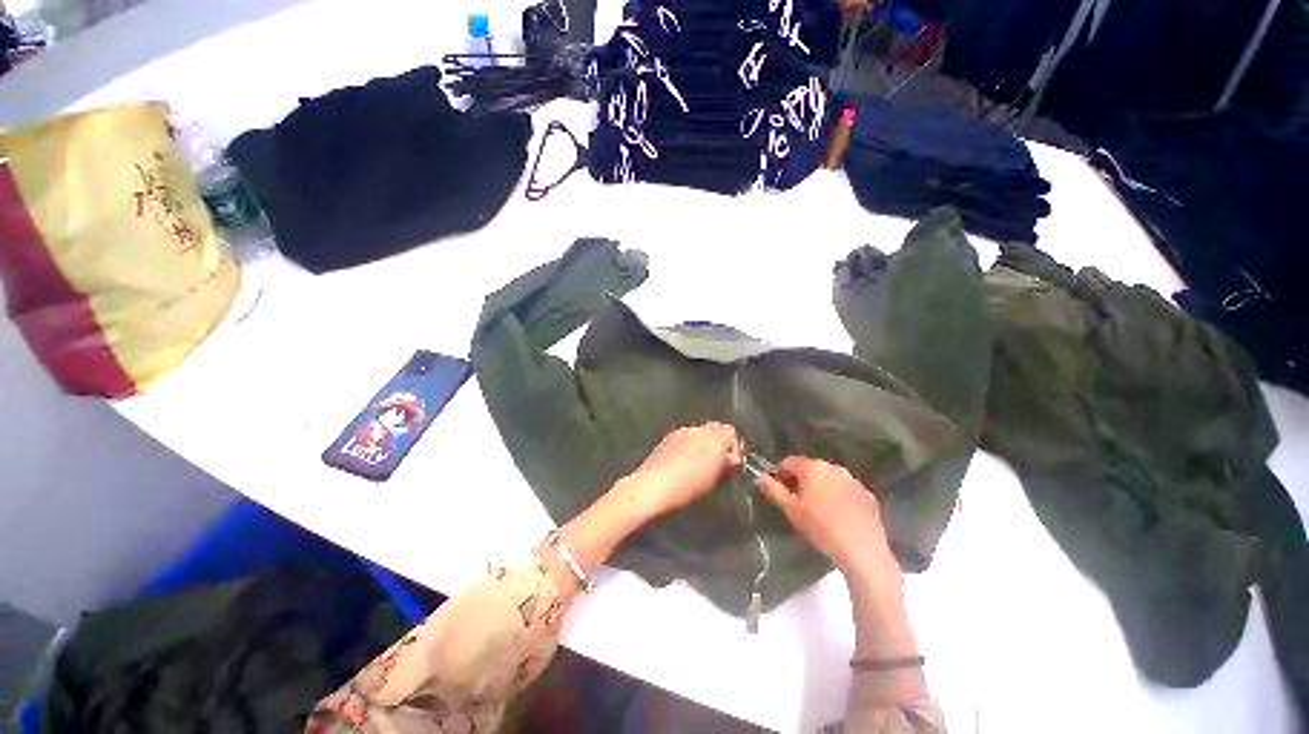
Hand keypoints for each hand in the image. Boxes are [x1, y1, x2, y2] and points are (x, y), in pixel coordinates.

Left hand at [620, 422, 741, 519]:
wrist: (651, 486)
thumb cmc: (686, 488)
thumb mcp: (712, 481)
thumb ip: (725, 465)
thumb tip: (733, 458)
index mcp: (713, 440)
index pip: (730, 431)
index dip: (733, 445)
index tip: (731, 462)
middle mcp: (698, 430)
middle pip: (715, 427)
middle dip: (719, 440)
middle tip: (718, 461)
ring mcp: (681, 431)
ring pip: (700, 430)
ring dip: (704, 442)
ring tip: (700, 462)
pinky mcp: (668, 437)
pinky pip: (686, 435)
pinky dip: (690, 443)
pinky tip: (684, 460)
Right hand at [753, 456, 893, 575]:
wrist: (862, 550)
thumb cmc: (821, 527)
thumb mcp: (791, 510)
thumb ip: (773, 490)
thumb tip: (758, 476)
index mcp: (812, 467)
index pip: (788, 462)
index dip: (780, 475)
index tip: (780, 493)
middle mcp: (833, 467)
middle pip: (810, 468)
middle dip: (802, 482)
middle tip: (799, 504)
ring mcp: (853, 480)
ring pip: (829, 479)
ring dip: (821, 488)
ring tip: (820, 512)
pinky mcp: (868, 495)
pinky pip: (846, 490)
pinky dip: (839, 497)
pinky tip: (839, 517)